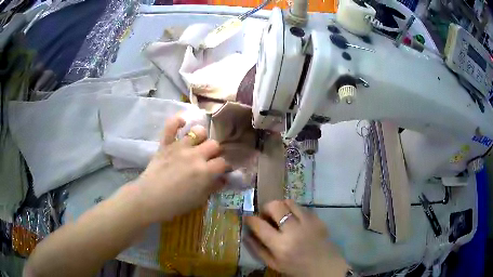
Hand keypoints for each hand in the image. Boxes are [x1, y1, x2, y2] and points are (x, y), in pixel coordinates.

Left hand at [133, 115, 228, 223]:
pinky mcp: (166, 144)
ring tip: (198, 144)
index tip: (222, 171)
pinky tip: (182, 122)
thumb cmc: (175, 204)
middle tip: (209, 159)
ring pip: (198, 131)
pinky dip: (177, 121)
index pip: (223, 162)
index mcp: (205, 171)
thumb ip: (213, 187)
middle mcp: (195, 155)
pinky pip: (171, 126)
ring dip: (201, 137)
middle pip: (214, 144)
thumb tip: (224, 179)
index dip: (224, 167)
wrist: (149, 199)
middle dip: (215, 152)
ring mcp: (180, 147)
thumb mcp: (199, 200)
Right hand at [245, 200, 347, 276]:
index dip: (250, 219)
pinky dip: (295, 211)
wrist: (324, 266)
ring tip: (282, 216)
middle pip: (275, 206)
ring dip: (281, 207)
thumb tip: (246, 234)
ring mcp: (308, 222)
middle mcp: (293, 230)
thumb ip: (258, 249)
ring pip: (289, 202)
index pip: (260, 225)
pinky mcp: (317, 219)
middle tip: (267, 215)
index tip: (248, 217)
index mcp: (280, 245)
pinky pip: (302, 207)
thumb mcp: (273, 264)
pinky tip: (296, 221)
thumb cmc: (296, 268)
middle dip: (267, 207)